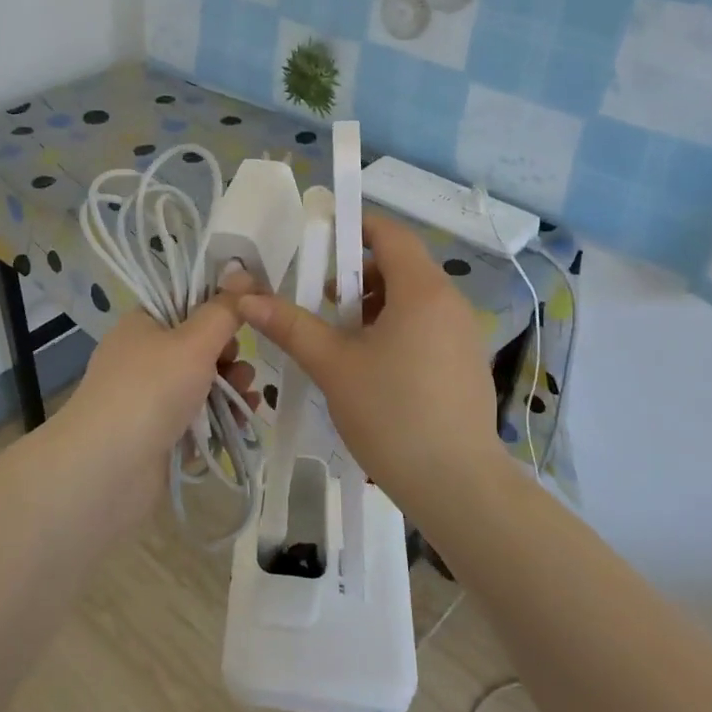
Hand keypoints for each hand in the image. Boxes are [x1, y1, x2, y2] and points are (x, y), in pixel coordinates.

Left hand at [58, 297, 256, 528]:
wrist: (107, 470)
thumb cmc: (151, 390)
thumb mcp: (194, 341)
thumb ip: (224, 310)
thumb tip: (243, 271)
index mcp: (142, 325)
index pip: (185, 304)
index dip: (218, 309)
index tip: (248, 318)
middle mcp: (142, 358)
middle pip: (198, 347)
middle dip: (229, 356)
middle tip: (242, 368)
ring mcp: (148, 399)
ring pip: (201, 385)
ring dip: (230, 388)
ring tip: (247, 399)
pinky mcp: (158, 436)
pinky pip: (197, 420)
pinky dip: (218, 420)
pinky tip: (240, 424)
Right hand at [238, 214, 499, 512]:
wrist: (456, 485)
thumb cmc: (391, 414)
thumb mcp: (333, 365)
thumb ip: (290, 325)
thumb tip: (245, 297)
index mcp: (422, 290)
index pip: (390, 233)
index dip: (354, 226)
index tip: (319, 238)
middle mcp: (451, 302)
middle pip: (400, 265)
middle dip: (356, 275)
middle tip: (321, 302)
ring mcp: (464, 334)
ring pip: (413, 299)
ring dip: (373, 304)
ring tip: (341, 339)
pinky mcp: (467, 363)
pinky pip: (427, 326)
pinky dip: (396, 328)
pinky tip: (372, 367)